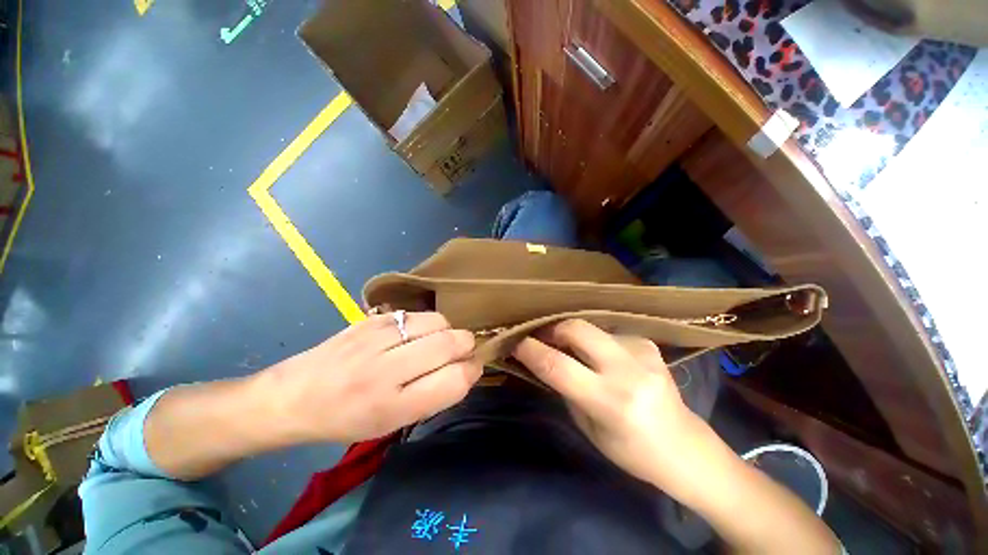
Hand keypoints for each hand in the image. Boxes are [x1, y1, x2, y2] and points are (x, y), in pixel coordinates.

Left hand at [259, 312, 482, 443]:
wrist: (292, 397)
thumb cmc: (346, 420)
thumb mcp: (391, 424)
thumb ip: (434, 396)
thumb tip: (466, 368)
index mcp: (393, 408)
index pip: (454, 380)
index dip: (472, 371)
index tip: (472, 368)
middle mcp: (385, 370)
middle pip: (450, 344)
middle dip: (467, 345)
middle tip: (462, 351)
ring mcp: (376, 338)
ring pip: (437, 321)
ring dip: (447, 330)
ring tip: (438, 341)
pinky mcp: (370, 319)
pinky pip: (415, 314)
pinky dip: (426, 323)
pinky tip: (415, 334)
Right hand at [513, 319, 702, 487]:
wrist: (685, 447)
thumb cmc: (630, 450)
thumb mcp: (587, 426)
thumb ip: (565, 387)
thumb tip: (543, 358)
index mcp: (609, 401)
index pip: (557, 366)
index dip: (530, 350)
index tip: (516, 343)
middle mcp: (627, 371)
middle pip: (576, 329)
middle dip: (552, 329)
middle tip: (542, 338)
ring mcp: (642, 352)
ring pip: (591, 327)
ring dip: (573, 336)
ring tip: (572, 349)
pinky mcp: (649, 344)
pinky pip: (609, 332)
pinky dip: (596, 341)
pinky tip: (601, 355)